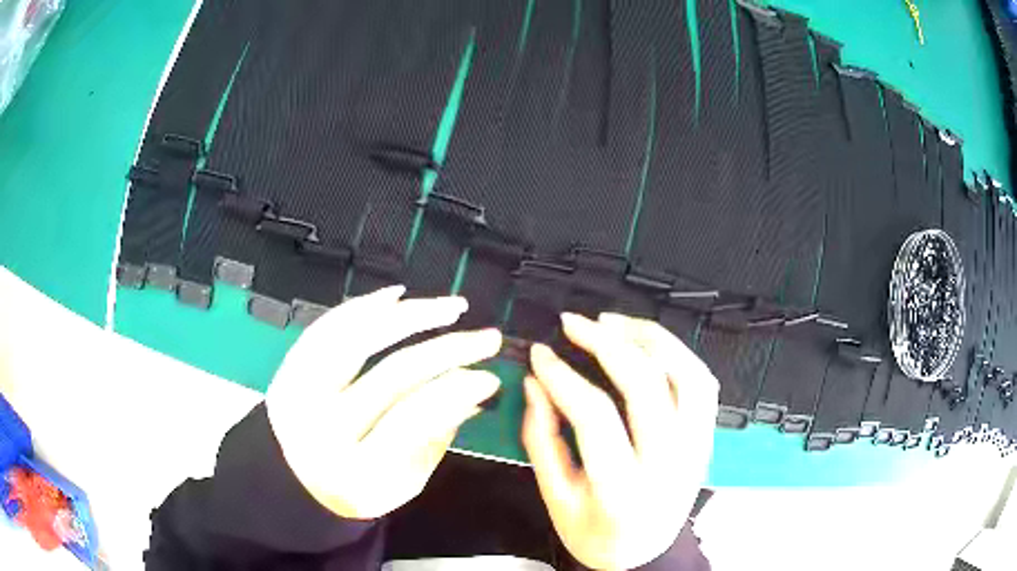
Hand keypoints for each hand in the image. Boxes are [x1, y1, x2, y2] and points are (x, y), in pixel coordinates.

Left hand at [265, 286, 501, 519]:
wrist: (296, 484)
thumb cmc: (359, 489)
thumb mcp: (405, 480)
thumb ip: (437, 435)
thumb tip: (475, 387)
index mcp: (354, 470)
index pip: (412, 417)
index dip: (456, 391)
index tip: (491, 376)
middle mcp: (321, 427)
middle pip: (391, 374)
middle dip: (448, 350)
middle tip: (485, 338)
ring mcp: (297, 393)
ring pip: (357, 338)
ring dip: (409, 316)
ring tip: (450, 307)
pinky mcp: (287, 370)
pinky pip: (326, 329)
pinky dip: (362, 308)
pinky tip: (396, 297)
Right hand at [522, 312, 717, 569]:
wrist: (644, 553)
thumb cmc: (594, 532)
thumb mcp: (556, 498)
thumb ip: (541, 440)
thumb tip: (535, 383)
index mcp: (622, 490)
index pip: (595, 416)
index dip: (562, 377)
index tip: (540, 353)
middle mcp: (668, 464)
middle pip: (646, 385)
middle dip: (606, 343)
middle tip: (574, 323)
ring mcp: (696, 448)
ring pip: (686, 374)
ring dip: (650, 338)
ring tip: (613, 323)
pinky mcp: (707, 438)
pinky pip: (703, 383)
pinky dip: (678, 354)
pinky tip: (649, 344)